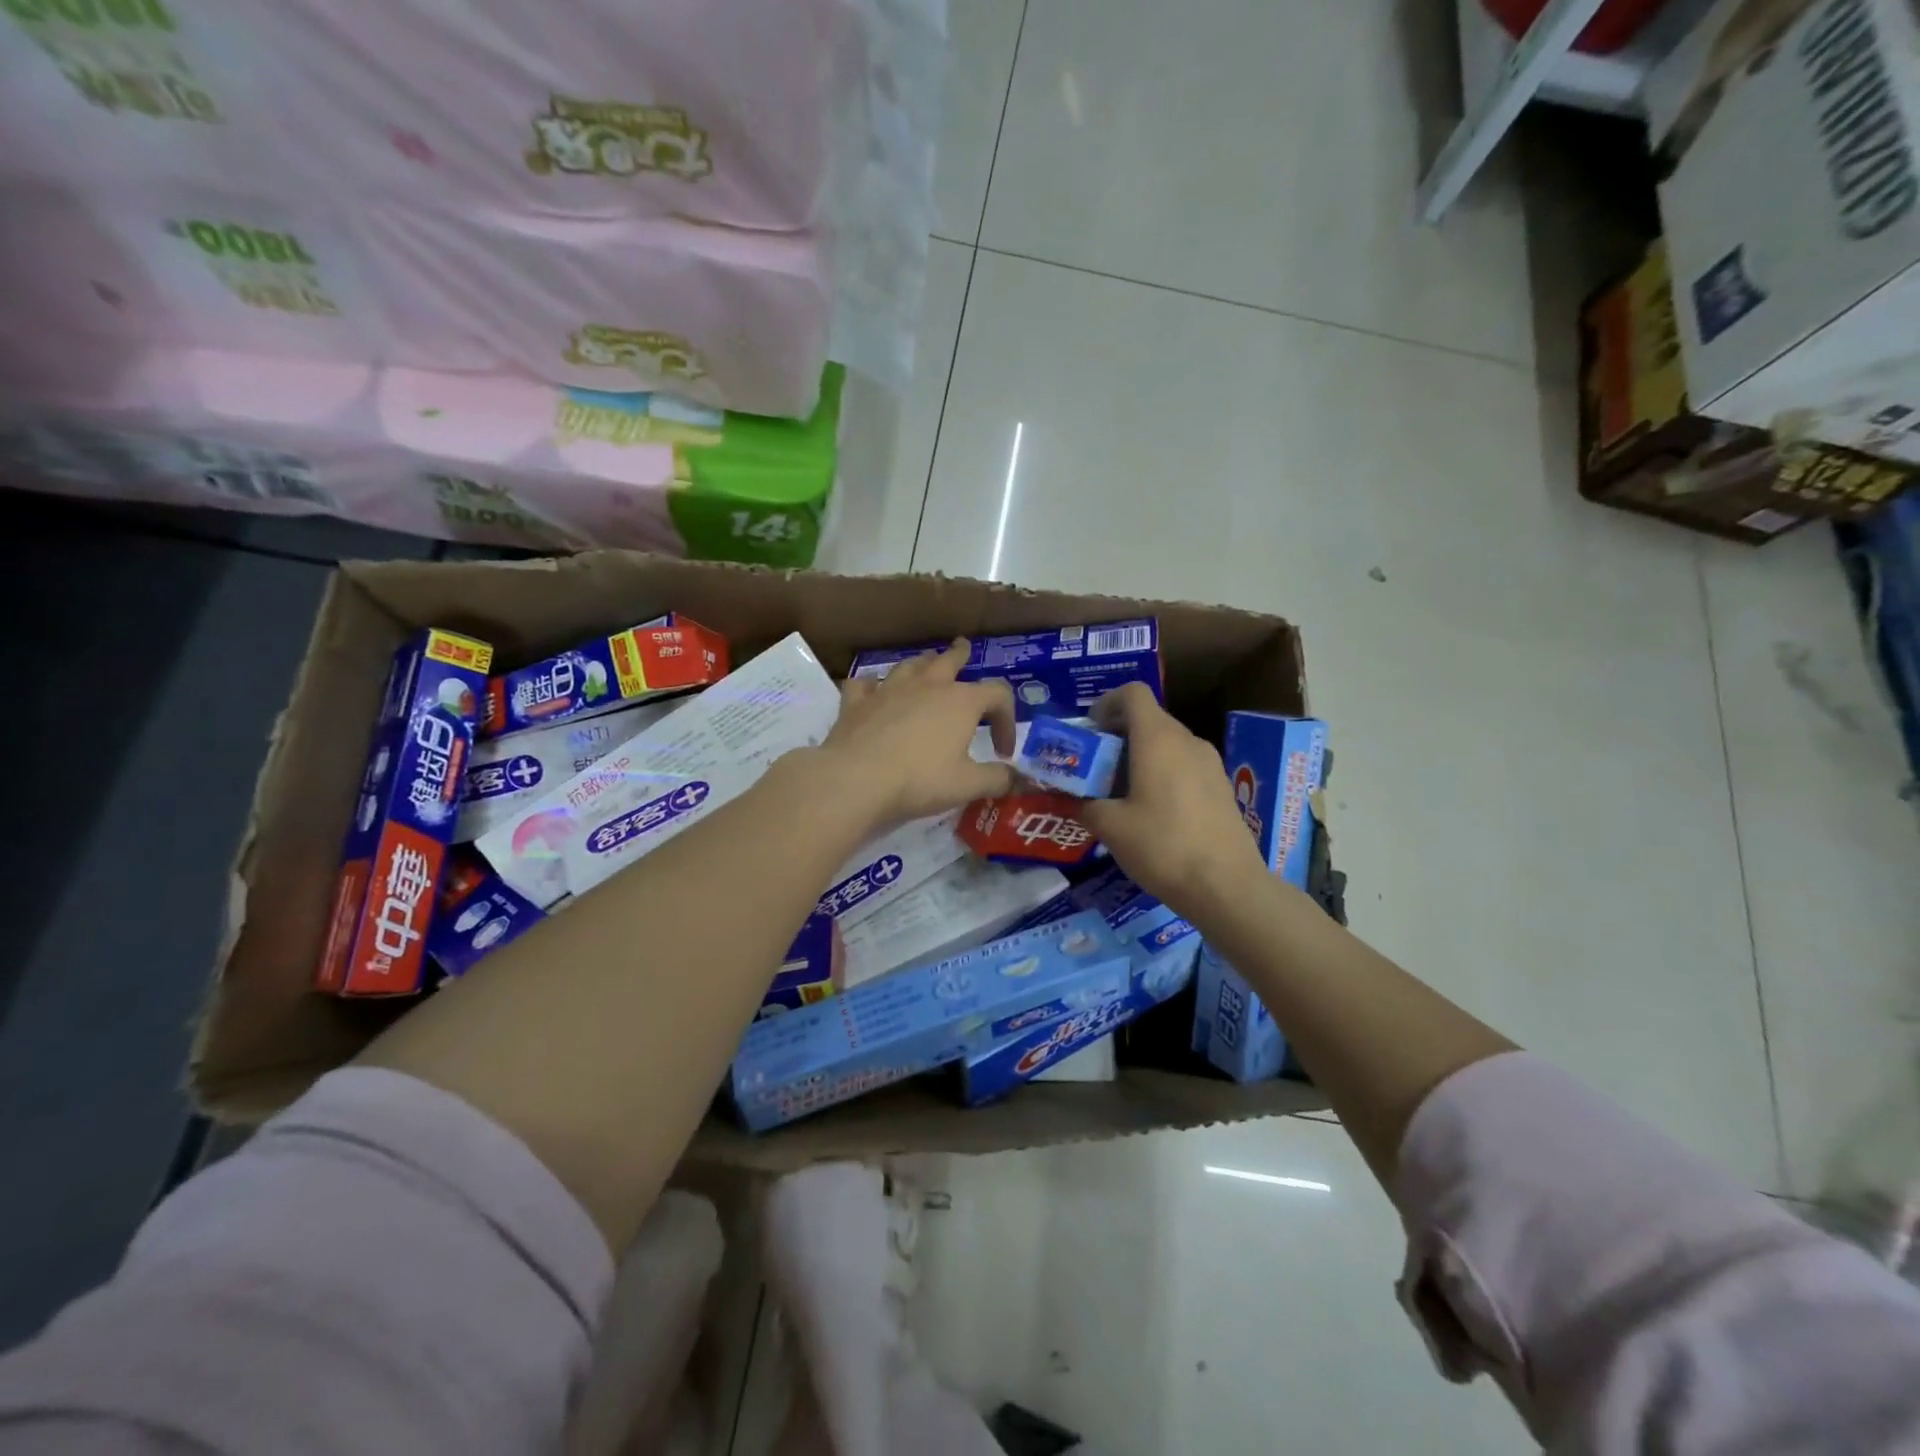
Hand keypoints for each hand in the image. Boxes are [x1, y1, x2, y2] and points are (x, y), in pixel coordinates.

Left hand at [818, 639, 1017, 830]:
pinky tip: (872, 690)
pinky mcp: (857, 702)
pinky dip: (872, 685)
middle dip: (960, 654)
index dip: (1007, 719)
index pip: (998, 694)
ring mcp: (889, 689)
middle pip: (949, 659)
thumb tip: (1016, 777)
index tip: (1002, 750)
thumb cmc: (920, 780)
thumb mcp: (967, 786)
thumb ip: (997, 779)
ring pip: (910, 665)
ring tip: (926, 666)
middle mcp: (927, 685)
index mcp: (961, 701)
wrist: (856, 779)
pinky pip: (865, 683)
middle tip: (964, 647)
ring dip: (922, 664)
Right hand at [1078, 683, 1265, 909]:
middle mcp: (1187, 740)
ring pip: (1167, 744)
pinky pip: (1184, 765)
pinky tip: (1150, 812)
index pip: (1133, 694)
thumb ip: (1083, 804)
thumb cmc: (1162, 846)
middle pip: (1148, 719)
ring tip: (1119, 794)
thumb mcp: (1110, 827)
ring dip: (1139, 757)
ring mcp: (1210, 763)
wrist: (1227, 886)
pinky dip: (1161, 774)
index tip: (1089, 732)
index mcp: (1157, 738)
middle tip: (1093, 769)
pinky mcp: (1221, 787)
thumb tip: (1068, 799)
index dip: (1106, 704)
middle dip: (1116, 737)